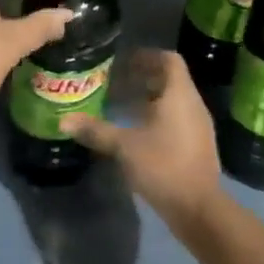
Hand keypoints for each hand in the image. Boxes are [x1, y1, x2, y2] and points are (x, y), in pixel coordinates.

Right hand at [64, 50, 224, 224]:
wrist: (199, 208)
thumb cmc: (163, 165)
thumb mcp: (124, 146)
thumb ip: (95, 130)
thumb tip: (64, 120)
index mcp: (179, 95)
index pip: (169, 59)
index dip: (147, 55)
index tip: (123, 61)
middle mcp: (193, 104)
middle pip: (170, 79)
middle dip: (143, 78)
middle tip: (115, 82)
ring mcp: (198, 126)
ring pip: (173, 101)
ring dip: (149, 99)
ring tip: (121, 106)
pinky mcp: (197, 145)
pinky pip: (177, 119)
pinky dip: (157, 117)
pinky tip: (136, 132)